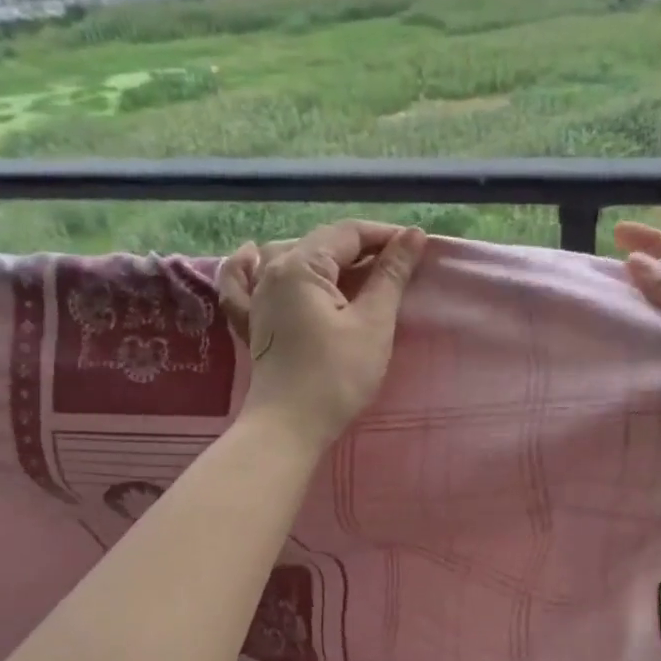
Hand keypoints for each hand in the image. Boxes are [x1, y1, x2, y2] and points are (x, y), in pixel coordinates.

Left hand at [218, 220, 427, 451]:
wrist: (289, 427)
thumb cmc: (337, 376)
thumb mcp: (372, 323)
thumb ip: (391, 275)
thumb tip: (414, 236)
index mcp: (301, 265)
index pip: (348, 233)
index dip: (385, 235)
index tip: (416, 247)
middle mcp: (271, 271)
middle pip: (320, 243)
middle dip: (361, 247)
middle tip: (398, 263)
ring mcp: (255, 296)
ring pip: (288, 257)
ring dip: (322, 254)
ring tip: (353, 266)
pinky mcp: (251, 322)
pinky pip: (244, 282)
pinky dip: (250, 266)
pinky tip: (252, 255)